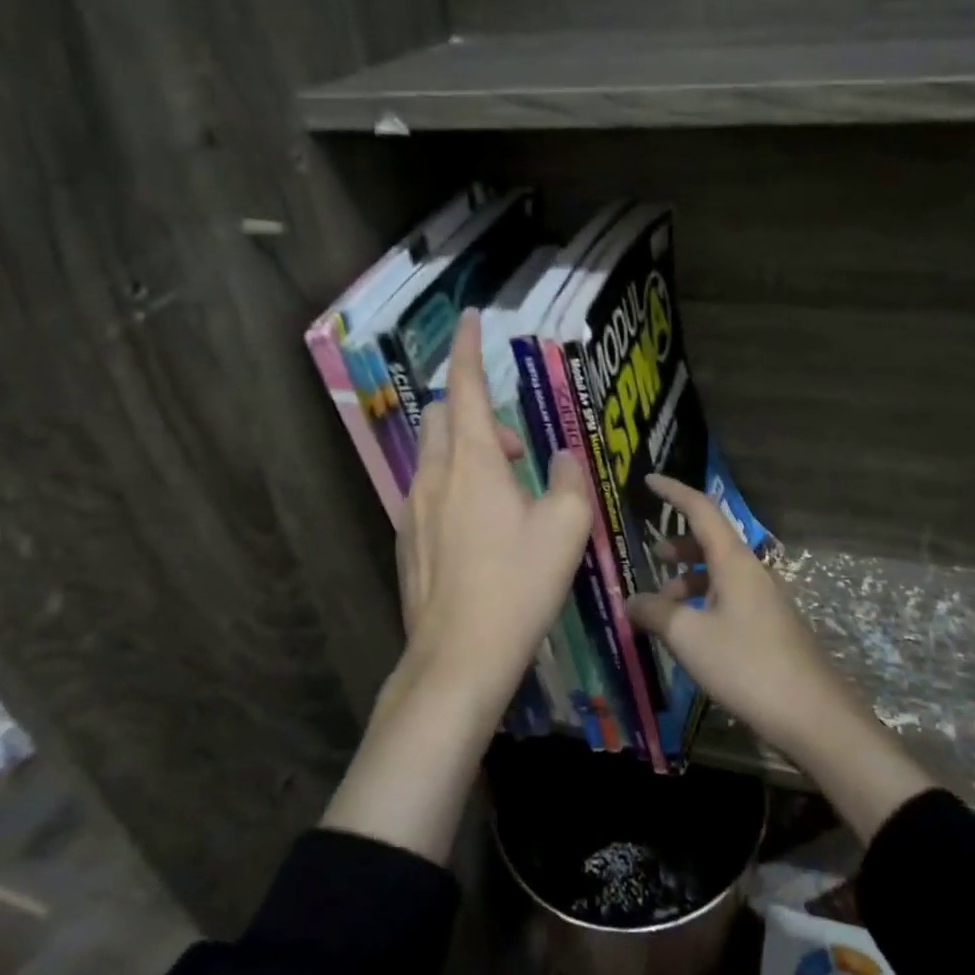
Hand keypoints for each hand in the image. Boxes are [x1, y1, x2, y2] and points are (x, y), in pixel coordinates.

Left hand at [324, 310, 593, 864]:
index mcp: (473, 462)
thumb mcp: (565, 528)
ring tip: (509, 492)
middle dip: (477, 412)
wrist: (458, 657)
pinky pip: (429, 491)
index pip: (466, 386)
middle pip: (444, 416)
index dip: (467, 348)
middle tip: (519, 448)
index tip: (470, 318)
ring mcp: (413, 509)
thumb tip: (559, 458)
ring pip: (436, 455)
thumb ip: (567, 479)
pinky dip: (456, 486)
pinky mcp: (407, 540)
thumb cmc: (518, 585)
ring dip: (470, 453)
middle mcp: (434, 476)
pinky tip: (482, 529)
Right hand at [624, 474, 846, 757]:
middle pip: (711, 542)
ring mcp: (765, 599)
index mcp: (734, 562)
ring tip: (663, 607)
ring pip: (720, 574)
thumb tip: (631, 601)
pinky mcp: (770, 626)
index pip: (701, 510)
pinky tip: (690, 633)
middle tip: (653, 557)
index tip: (649, 480)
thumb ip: (655, 613)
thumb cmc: (747, 666)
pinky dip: (704, 603)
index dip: (674, 492)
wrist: (812, 715)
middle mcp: (752, 572)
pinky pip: (729, 599)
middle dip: (679, 545)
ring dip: (689, 581)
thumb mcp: (689, 638)